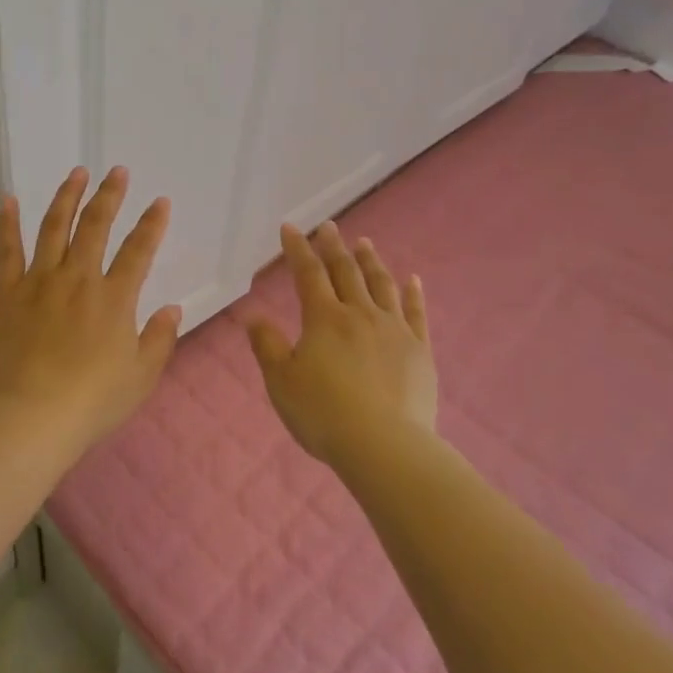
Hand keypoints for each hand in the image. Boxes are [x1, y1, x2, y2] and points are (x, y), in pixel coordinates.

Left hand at [0, 167, 182, 454]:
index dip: (152, 223)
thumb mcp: (141, 376)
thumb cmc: (93, 401)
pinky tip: (8, 199)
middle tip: (118, 171)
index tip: (160, 202)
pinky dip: (7, 223)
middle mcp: (79, 279)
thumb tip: (172, 308)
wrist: (33, 416)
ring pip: (55, 227)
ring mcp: (40, 281)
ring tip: (77, 173)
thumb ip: (159, 339)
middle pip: (96, 226)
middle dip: (110, 195)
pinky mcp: (8, 293)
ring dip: (67, 197)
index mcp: (114, 298)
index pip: (138, 250)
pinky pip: (8, 250)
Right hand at [243, 222, 435, 465]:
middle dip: (333, 246)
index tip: (290, 227)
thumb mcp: (281, 382)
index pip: (308, 274)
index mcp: (324, 318)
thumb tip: (253, 316)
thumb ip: (267, 346)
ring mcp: (394, 330)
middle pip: (346, 271)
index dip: (298, 249)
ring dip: (370, 261)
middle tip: (328, 226)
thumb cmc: (323, 414)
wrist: (384, 446)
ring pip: (381, 285)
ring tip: (364, 243)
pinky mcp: (419, 350)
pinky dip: (412, 293)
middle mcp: (360, 314)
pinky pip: (416, 313)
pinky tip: (412, 280)